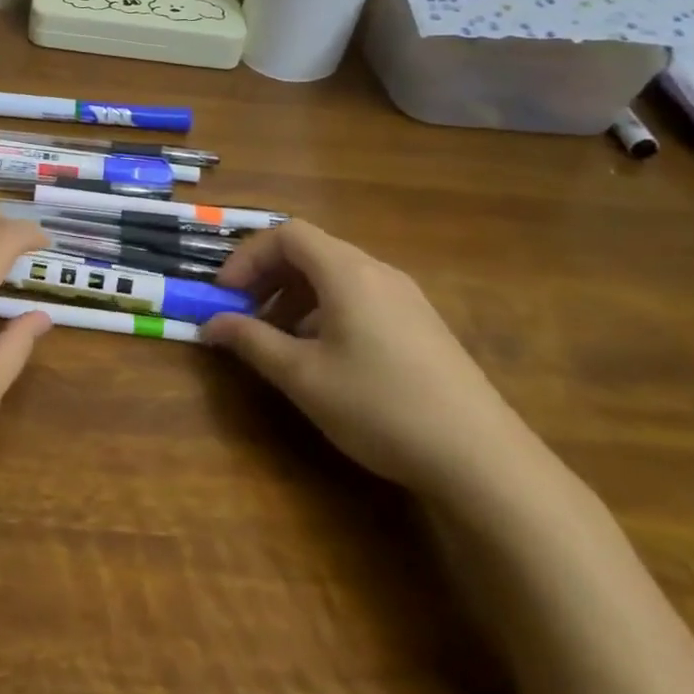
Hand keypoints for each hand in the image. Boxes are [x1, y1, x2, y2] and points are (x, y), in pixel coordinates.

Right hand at [202, 221, 534, 500]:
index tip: (225, 294)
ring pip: (335, 276)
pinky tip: (325, 356)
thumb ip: (251, 342)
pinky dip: (326, 311)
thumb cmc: (380, 406)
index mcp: (347, 272)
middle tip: (244, 315)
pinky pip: (360, 297)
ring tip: (279, 340)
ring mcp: (406, 297)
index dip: (247, 257)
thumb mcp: (303, 376)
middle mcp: (378, 272)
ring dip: (295, 296)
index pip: (286, 234)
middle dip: (268, 277)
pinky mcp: (422, 324)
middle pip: (311, 250)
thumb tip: (210, 324)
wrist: (483, 460)